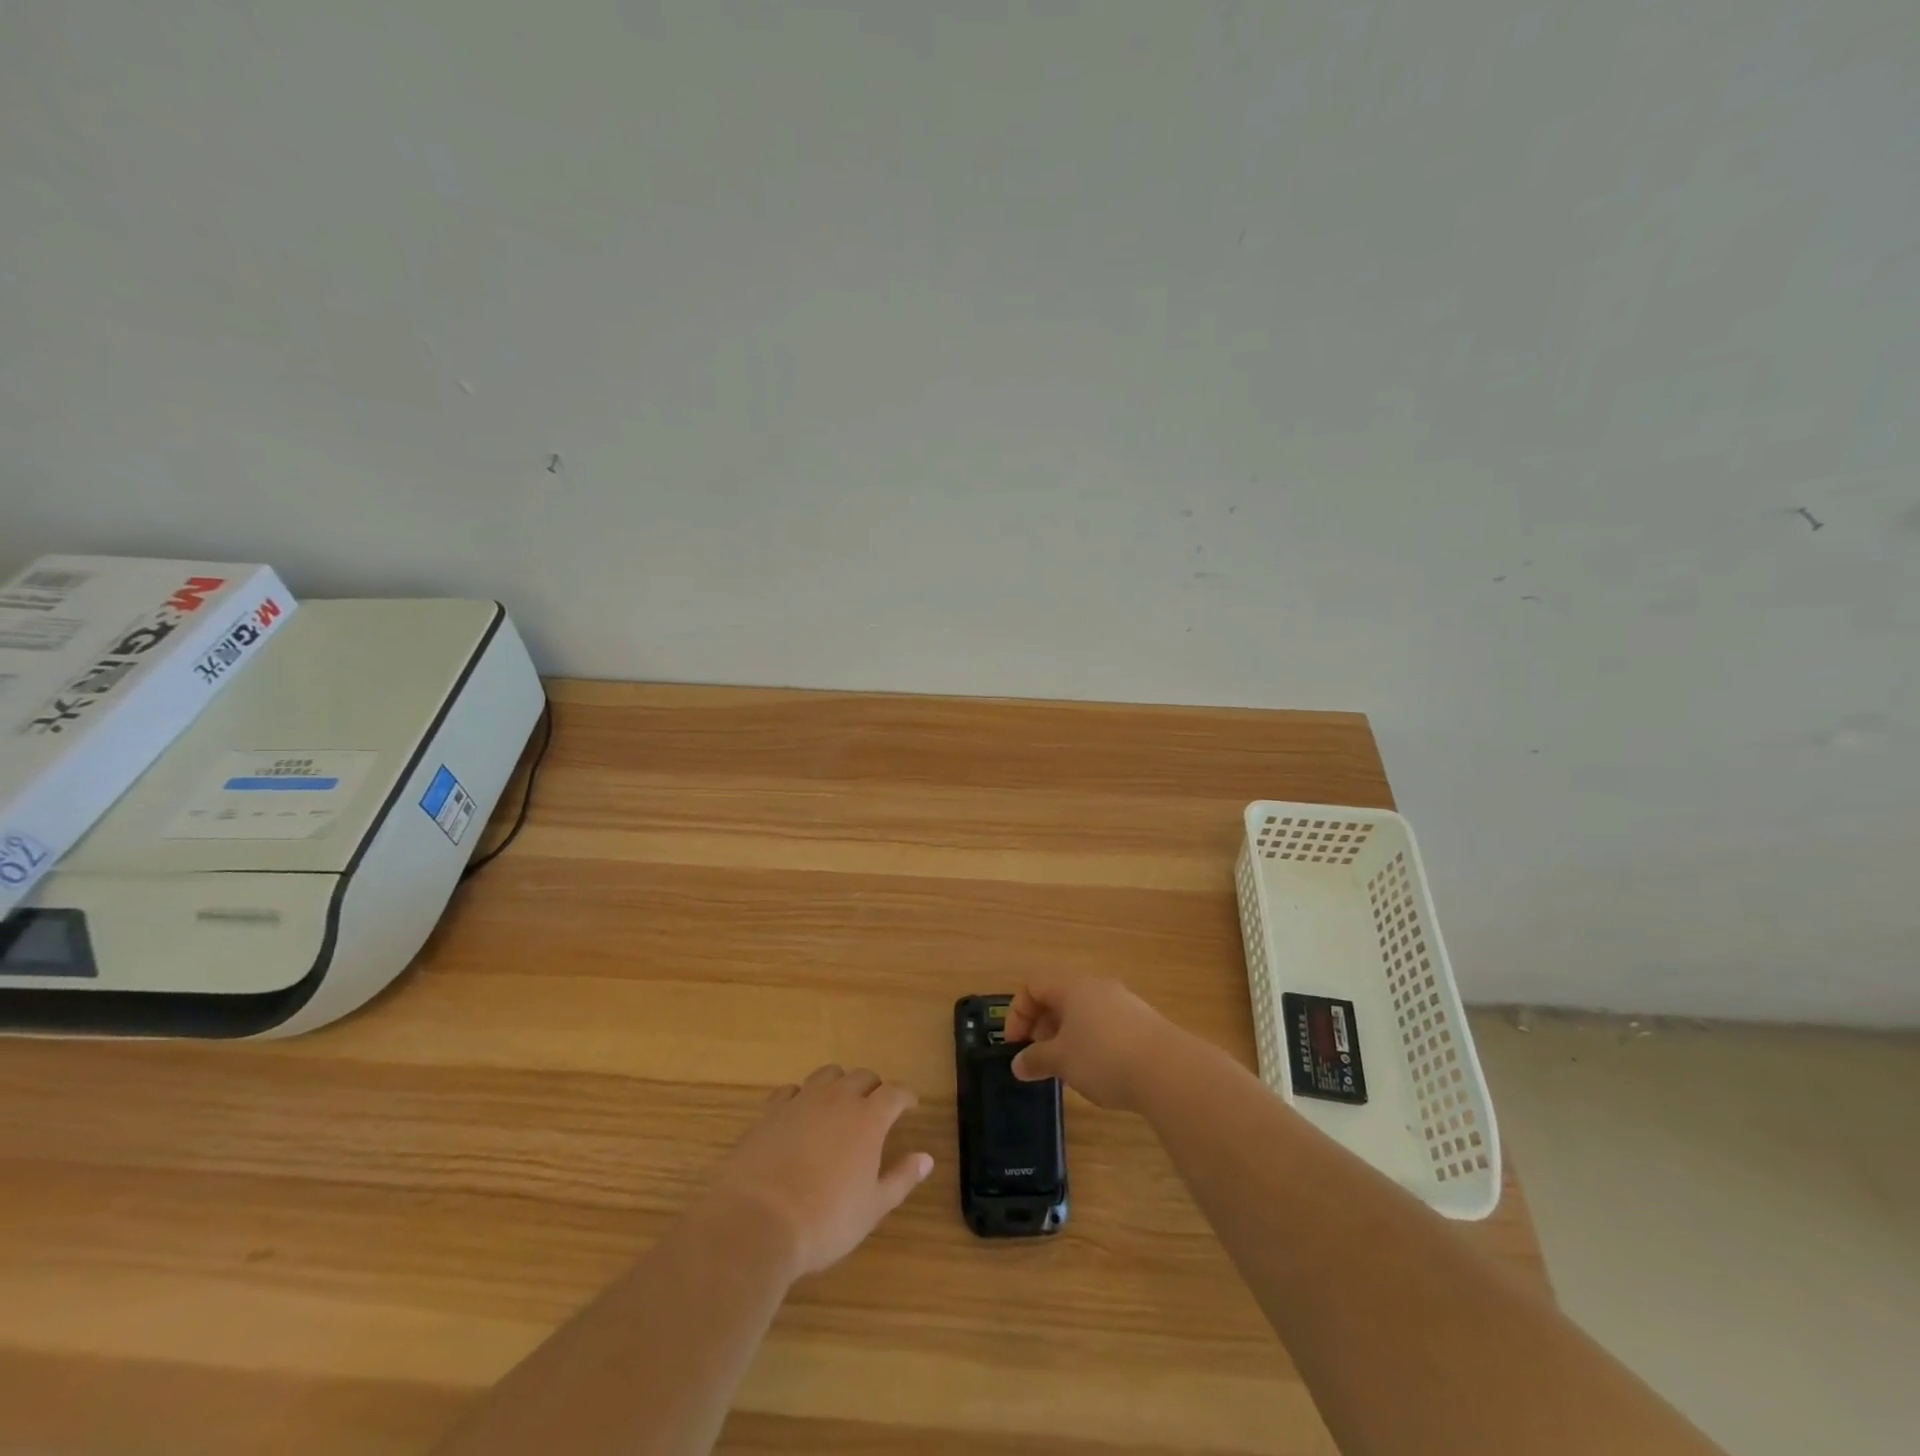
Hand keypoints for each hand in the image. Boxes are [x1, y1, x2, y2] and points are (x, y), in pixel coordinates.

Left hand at [704, 1065, 933, 1278]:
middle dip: (874, 1087)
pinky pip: (792, 1090)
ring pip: (828, 1074)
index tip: (910, 1106)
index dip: (905, 1097)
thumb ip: (901, 1178)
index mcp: (868, 1118)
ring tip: (840, 1104)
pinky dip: (802, 1096)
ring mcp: (801, 1101)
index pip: (895, 1093)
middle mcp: (837, 1099)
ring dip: (839, 1084)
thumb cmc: (824, 1221)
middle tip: (876, 1107)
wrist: (756, 1222)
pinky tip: (800, 1114)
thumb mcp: (872, 1207)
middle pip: (862, 1076)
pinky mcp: (770, 1112)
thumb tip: (926, 1158)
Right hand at [1004, 976, 1182, 1110]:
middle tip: (1038, 1057)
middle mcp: (1096, 985)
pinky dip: (1089, 1041)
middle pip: (1058, 995)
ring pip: (1082, 1011)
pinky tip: (1095, 1070)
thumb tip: (1018, 1064)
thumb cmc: (1103, 1057)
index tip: (1016, 1046)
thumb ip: (1035, 1059)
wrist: (1168, 1070)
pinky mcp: (1141, 1021)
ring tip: (1065, 1067)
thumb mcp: (1061, 1060)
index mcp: (1072, 985)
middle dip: (1041, 1025)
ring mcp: (1122, 1001)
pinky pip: (1103, 1023)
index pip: (1033, 984)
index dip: (1018, 1013)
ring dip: (1065, 1035)